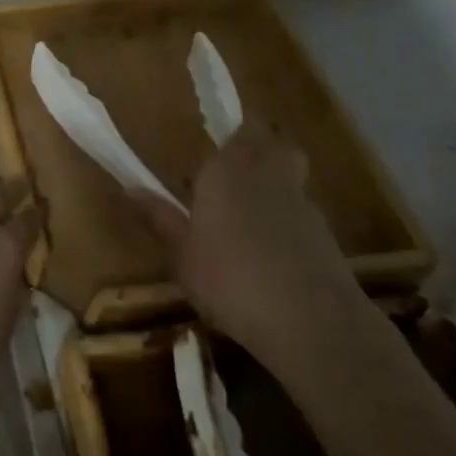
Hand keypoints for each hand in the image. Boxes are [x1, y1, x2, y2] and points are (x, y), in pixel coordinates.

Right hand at [139, 123, 357, 365]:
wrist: (310, 320)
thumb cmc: (229, 280)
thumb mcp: (181, 255)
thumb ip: (160, 218)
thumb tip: (130, 189)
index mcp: (225, 171)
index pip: (232, 134)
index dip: (226, 141)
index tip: (209, 154)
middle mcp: (266, 174)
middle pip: (271, 142)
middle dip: (258, 146)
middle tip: (234, 169)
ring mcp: (301, 202)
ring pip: (291, 173)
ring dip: (275, 181)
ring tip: (250, 212)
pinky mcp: (326, 234)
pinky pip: (302, 210)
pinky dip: (289, 218)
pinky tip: (272, 249)